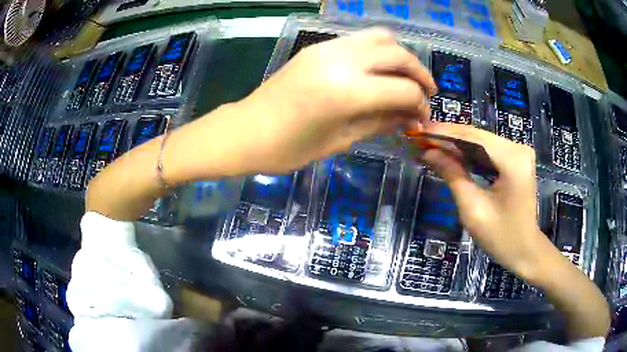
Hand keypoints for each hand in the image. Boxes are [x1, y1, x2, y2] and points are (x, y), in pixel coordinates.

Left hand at [230, 28, 436, 173]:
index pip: (404, 89)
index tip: (421, 117)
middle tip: (425, 92)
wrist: (247, 130)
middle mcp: (343, 60)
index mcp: (349, 91)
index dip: (419, 104)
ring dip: (400, 56)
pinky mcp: (317, 46)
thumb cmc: (290, 147)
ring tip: (404, 77)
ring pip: (380, 37)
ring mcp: (328, 48)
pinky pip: (358, 39)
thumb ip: (381, 122)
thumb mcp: (341, 140)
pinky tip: (377, 70)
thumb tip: (410, 116)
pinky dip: (377, 51)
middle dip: (419, 73)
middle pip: (398, 53)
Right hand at [420, 123, 551, 279]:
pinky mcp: (516, 160)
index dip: (444, 133)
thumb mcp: (473, 209)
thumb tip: (429, 152)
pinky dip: (470, 153)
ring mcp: (518, 152)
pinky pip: (489, 151)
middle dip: (449, 138)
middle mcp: (517, 148)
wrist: (525, 250)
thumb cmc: (501, 237)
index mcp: (512, 159)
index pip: (473, 137)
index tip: (419, 133)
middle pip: (477, 136)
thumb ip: (453, 175)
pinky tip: (453, 156)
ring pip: (481, 141)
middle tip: (421, 141)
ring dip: (457, 145)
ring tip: (432, 147)